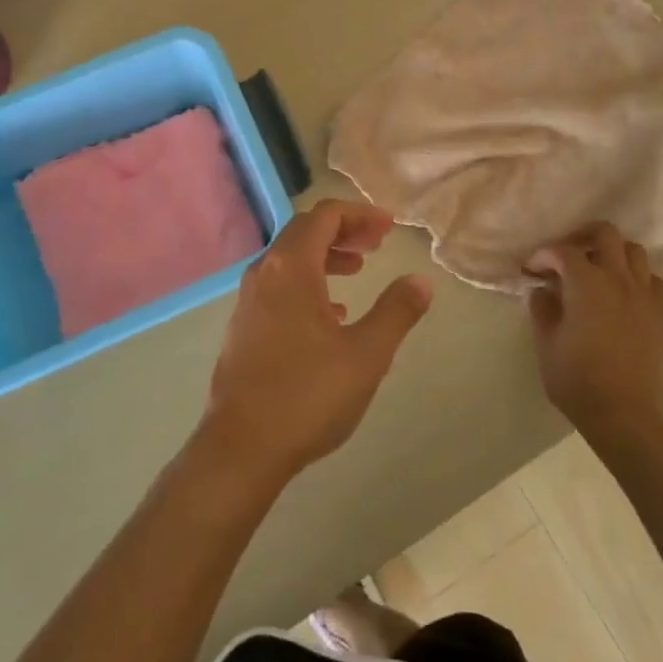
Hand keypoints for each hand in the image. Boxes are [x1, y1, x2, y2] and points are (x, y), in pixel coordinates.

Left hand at [197, 200, 432, 486]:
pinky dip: (308, 282)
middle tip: (377, 243)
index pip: (325, 216)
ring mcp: (249, 299)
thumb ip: (396, 311)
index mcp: (291, 267)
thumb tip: (421, 281)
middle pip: (305, 231)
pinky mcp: (244, 325)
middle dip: (344, 230)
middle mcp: (264, 272)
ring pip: (290, 259)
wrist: (241, 447)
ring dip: (326, 256)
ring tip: (358, 270)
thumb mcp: (366, 354)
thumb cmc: (308, 395)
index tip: (389, 227)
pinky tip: (331, 313)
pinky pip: (279, 285)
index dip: (359, 214)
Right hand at [527, 223, 662, 439]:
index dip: (543, 255)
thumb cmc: (577, 380)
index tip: (532, 270)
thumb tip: (542, 289)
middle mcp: (618, 279)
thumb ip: (542, 309)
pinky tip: (624, 295)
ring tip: (598, 272)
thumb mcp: (546, 344)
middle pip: (605, 234)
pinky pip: (654, 281)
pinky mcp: (662, 314)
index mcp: (586, 283)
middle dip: (583, 238)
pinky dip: (638, 279)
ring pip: (634, 252)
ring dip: (613, 254)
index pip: (563, 251)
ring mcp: (645, 295)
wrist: (625, 416)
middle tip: (567, 258)